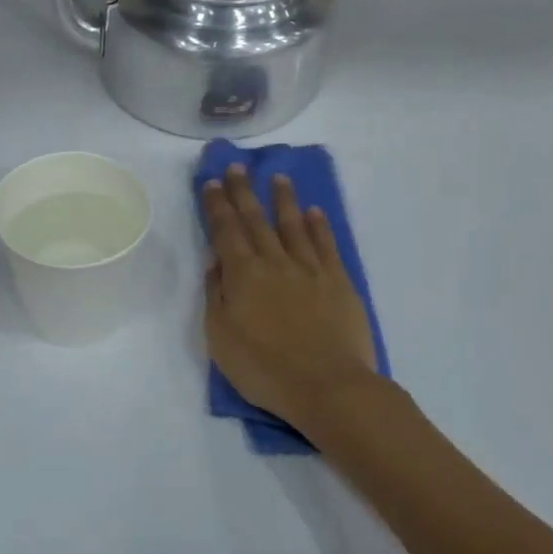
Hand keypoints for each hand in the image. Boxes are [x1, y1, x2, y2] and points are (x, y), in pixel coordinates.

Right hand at [202, 165, 383, 437]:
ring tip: (278, 178)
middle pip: (256, 220)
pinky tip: (313, 212)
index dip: (218, 205)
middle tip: (238, 166)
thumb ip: (216, 295)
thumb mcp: (220, 337)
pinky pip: (326, 245)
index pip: (226, 230)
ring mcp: (310, 270)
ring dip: (284, 200)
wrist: (327, 386)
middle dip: (244, 192)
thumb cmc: (264, 368)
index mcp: (243, 274)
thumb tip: (216, 262)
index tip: (213, 182)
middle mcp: (275, 262)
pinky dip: (318, 226)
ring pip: (293, 225)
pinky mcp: (338, 282)